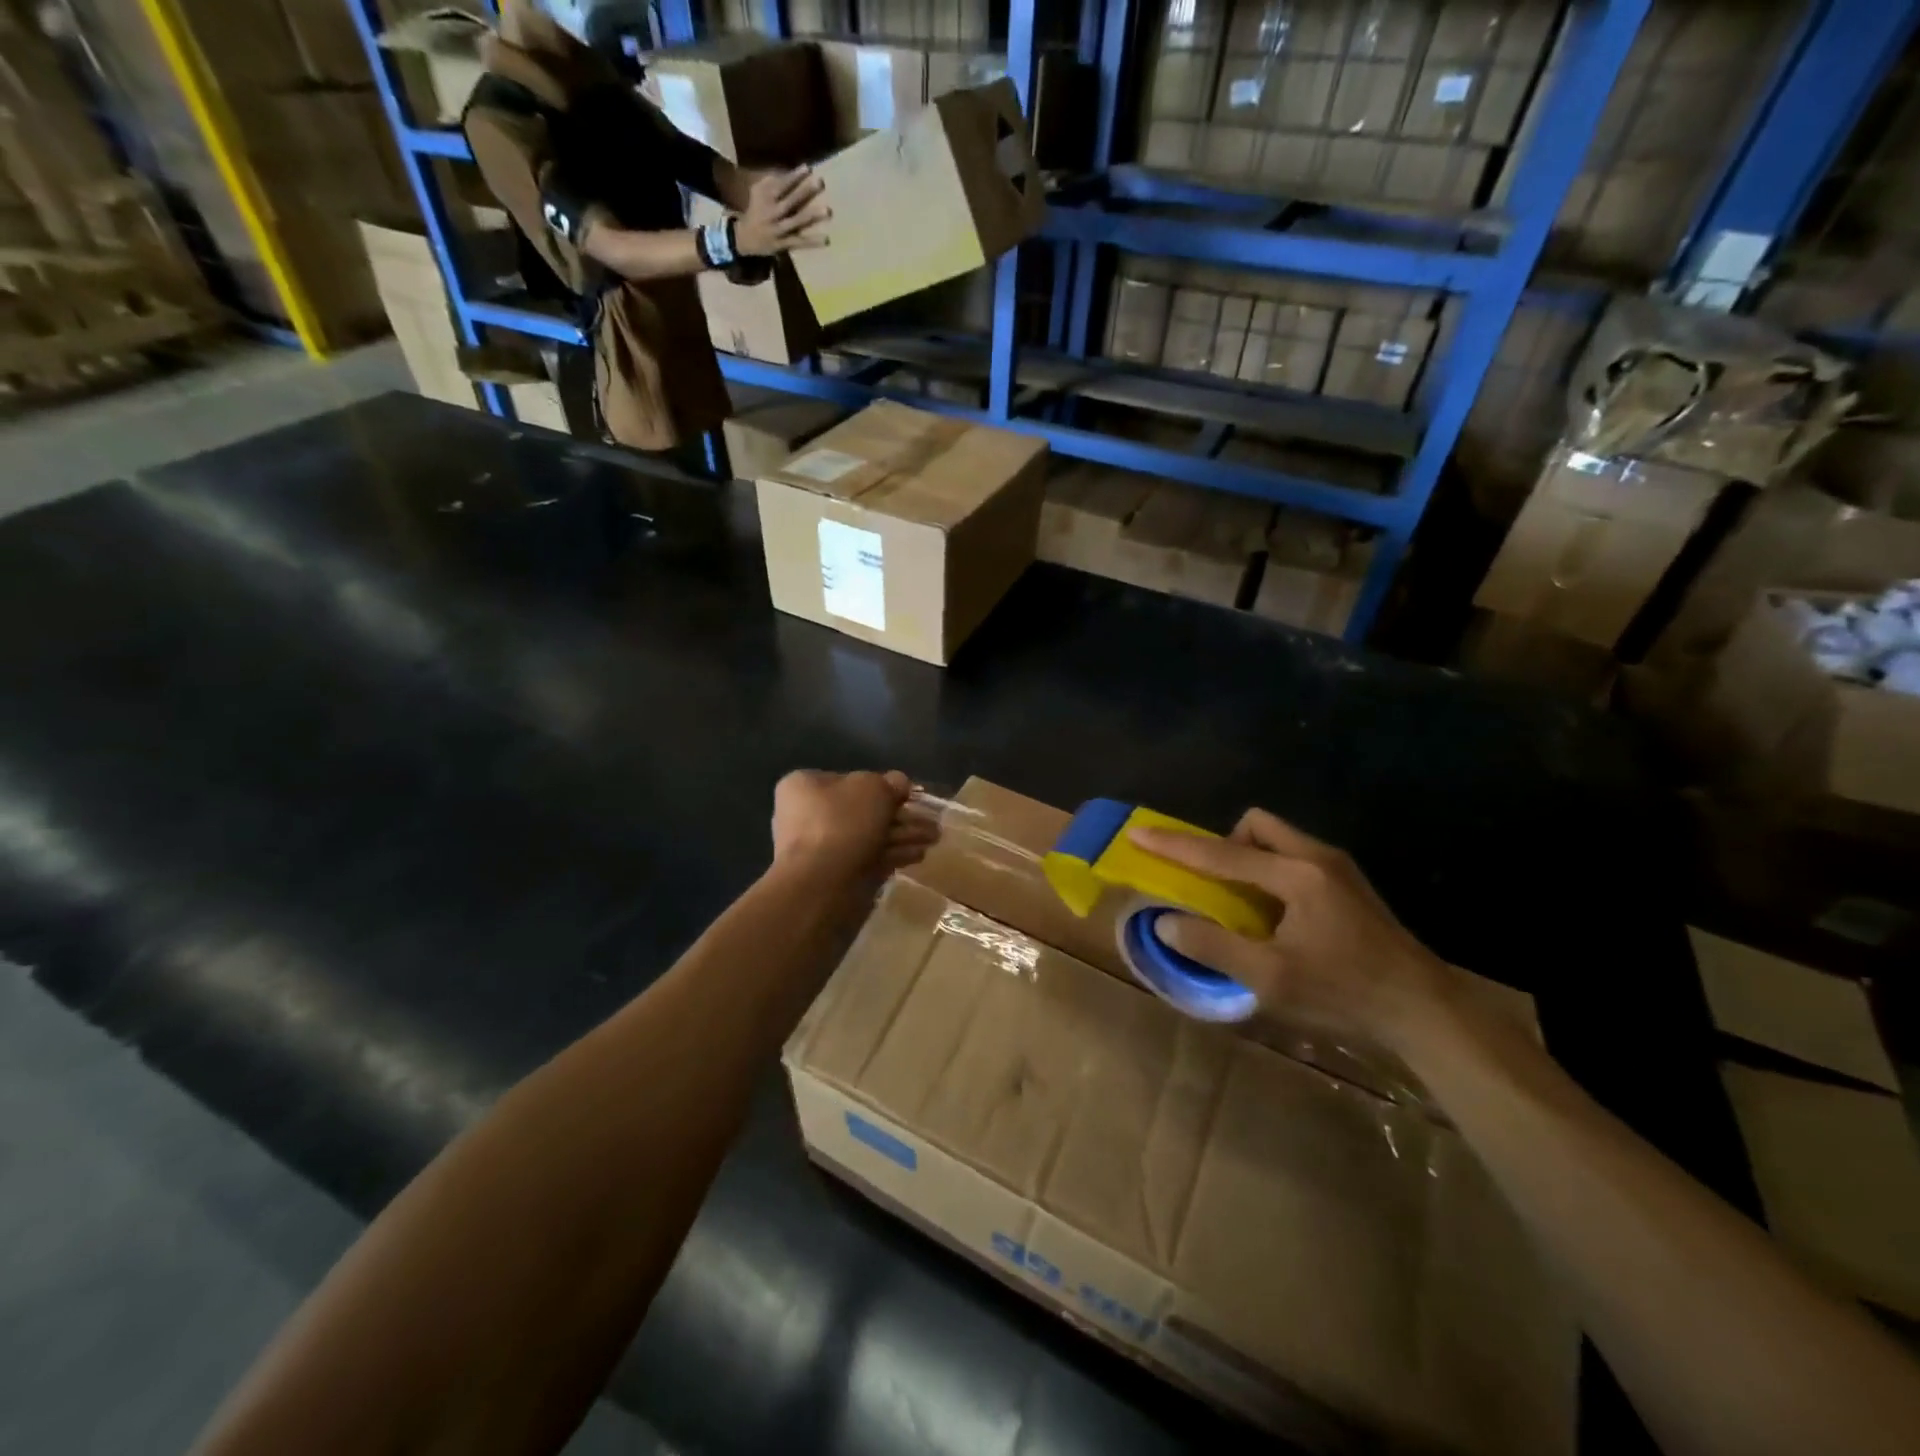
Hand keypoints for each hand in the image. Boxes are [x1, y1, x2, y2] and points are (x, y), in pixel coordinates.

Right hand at [734, 167, 829, 255]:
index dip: (795, 176)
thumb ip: (772, 181)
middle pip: (791, 201)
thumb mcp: (759, 192)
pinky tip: (827, 239)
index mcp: (766, 197)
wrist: (743, 237)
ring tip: (828, 210)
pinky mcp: (784, 244)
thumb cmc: (756, 210)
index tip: (808, 168)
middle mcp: (773, 212)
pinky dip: (813, 241)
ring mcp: (779, 229)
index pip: (782, 184)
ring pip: (797, 221)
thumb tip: (790, 172)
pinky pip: (800, 242)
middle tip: (821, 182)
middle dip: (805, 191)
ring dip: (812, 216)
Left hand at [770, 770, 937, 881]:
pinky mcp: (834, 875)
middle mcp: (806, 814)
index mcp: (804, 786)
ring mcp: (819, 848)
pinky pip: (868, 858)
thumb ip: (890, 782)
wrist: (821, 884)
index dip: (882, 785)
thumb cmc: (842, 823)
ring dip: (902, 835)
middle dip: (899, 816)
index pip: (848, 779)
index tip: (908, 795)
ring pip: (868, 836)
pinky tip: (918, 855)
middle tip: (929, 820)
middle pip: (862, 810)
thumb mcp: (874, 788)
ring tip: (933, 839)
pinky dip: (892, 855)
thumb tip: (899, 783)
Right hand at [1130, 809, 1449, 1049]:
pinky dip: (1270, 873)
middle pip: (1256, 825)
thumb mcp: (1271, 980)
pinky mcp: (1350, 885)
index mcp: (1297, 875)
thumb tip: (1167, 924)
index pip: (1221, 854)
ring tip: (1242, 906)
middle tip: (1214, 885)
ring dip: (1248, 859)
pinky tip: (1275, 917)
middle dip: (1224, 845)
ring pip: (1277, 840)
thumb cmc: (1346, 994)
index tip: (1139, 834)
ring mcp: (1339, 869)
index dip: (1175, 846)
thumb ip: (1214, 948)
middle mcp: (1317, 858)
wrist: (1427, 1011)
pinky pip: (1294, 858)